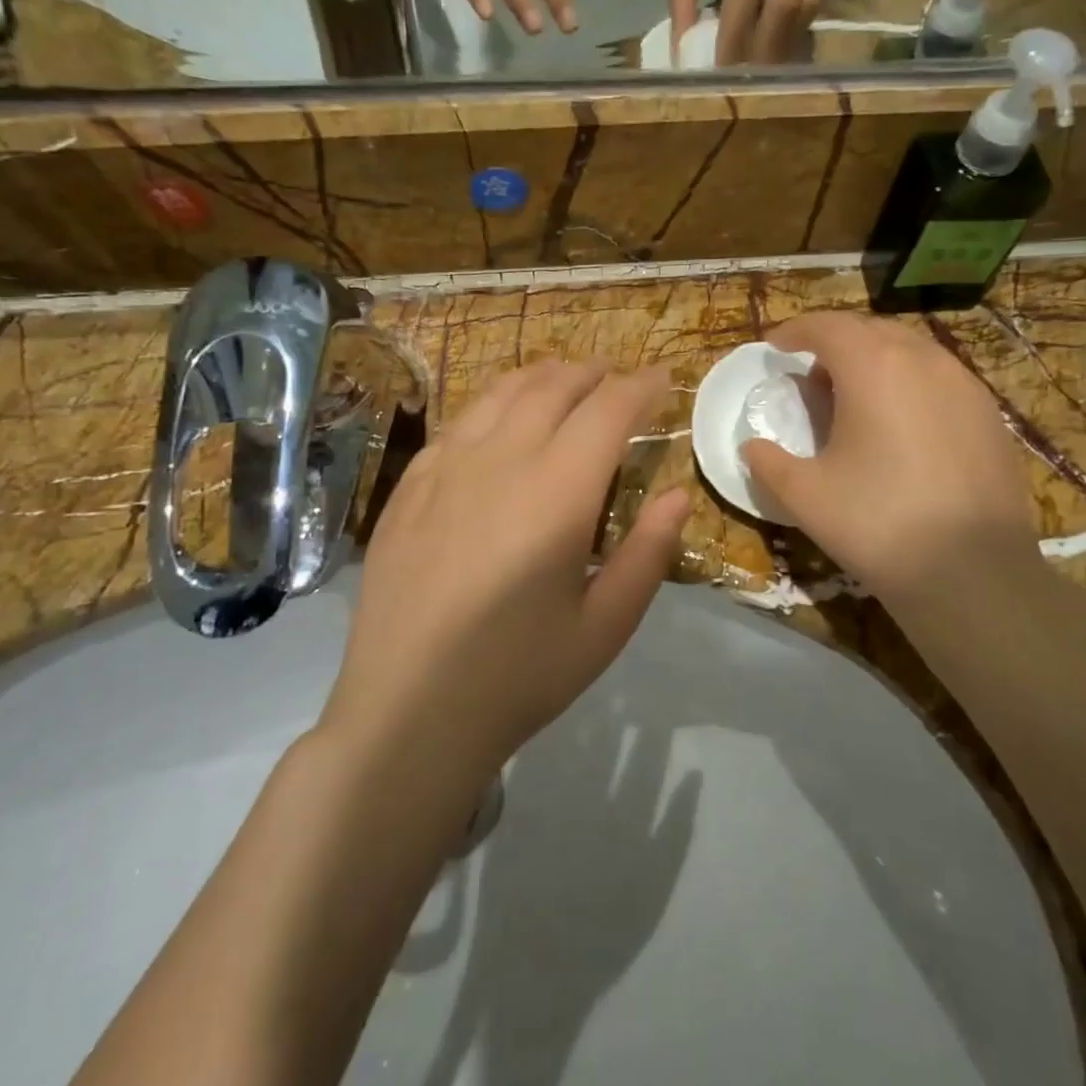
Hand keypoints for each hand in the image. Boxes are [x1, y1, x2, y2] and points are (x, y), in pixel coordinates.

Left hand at [324, 361, 687, 783]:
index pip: (608, 410)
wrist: (407, 713)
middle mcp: (500, 461)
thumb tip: (678, 495)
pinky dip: (492, 404)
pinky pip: (457, 422)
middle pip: (553, 386)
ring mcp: (445, 469)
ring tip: (565, 380)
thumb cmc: (519, 676)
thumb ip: (649, 553)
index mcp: (556, 492)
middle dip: (593, 372)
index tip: (662, 378)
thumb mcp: (605, 627)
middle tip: (618, 379)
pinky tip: (498, 420)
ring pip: (500, 393)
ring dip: (542, 376)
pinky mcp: (409, 487)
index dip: (640, 386)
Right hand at [740, 313, 1037, 606]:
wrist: (974, 575)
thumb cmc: (878, 524)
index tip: (775, 345)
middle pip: (870, 330)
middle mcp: (923, 360)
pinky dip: (907, 382)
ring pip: (909, 350)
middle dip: (833, 341)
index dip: (795, 330)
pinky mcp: (989, 414)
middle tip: (809, 372)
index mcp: (874, 367)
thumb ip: (768, 463)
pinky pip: (938, 377)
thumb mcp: (805, 496)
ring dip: (873, 359)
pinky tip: (899, 423)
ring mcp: (964, 384)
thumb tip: (752, 447)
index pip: (827, 327)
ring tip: (852, 395)